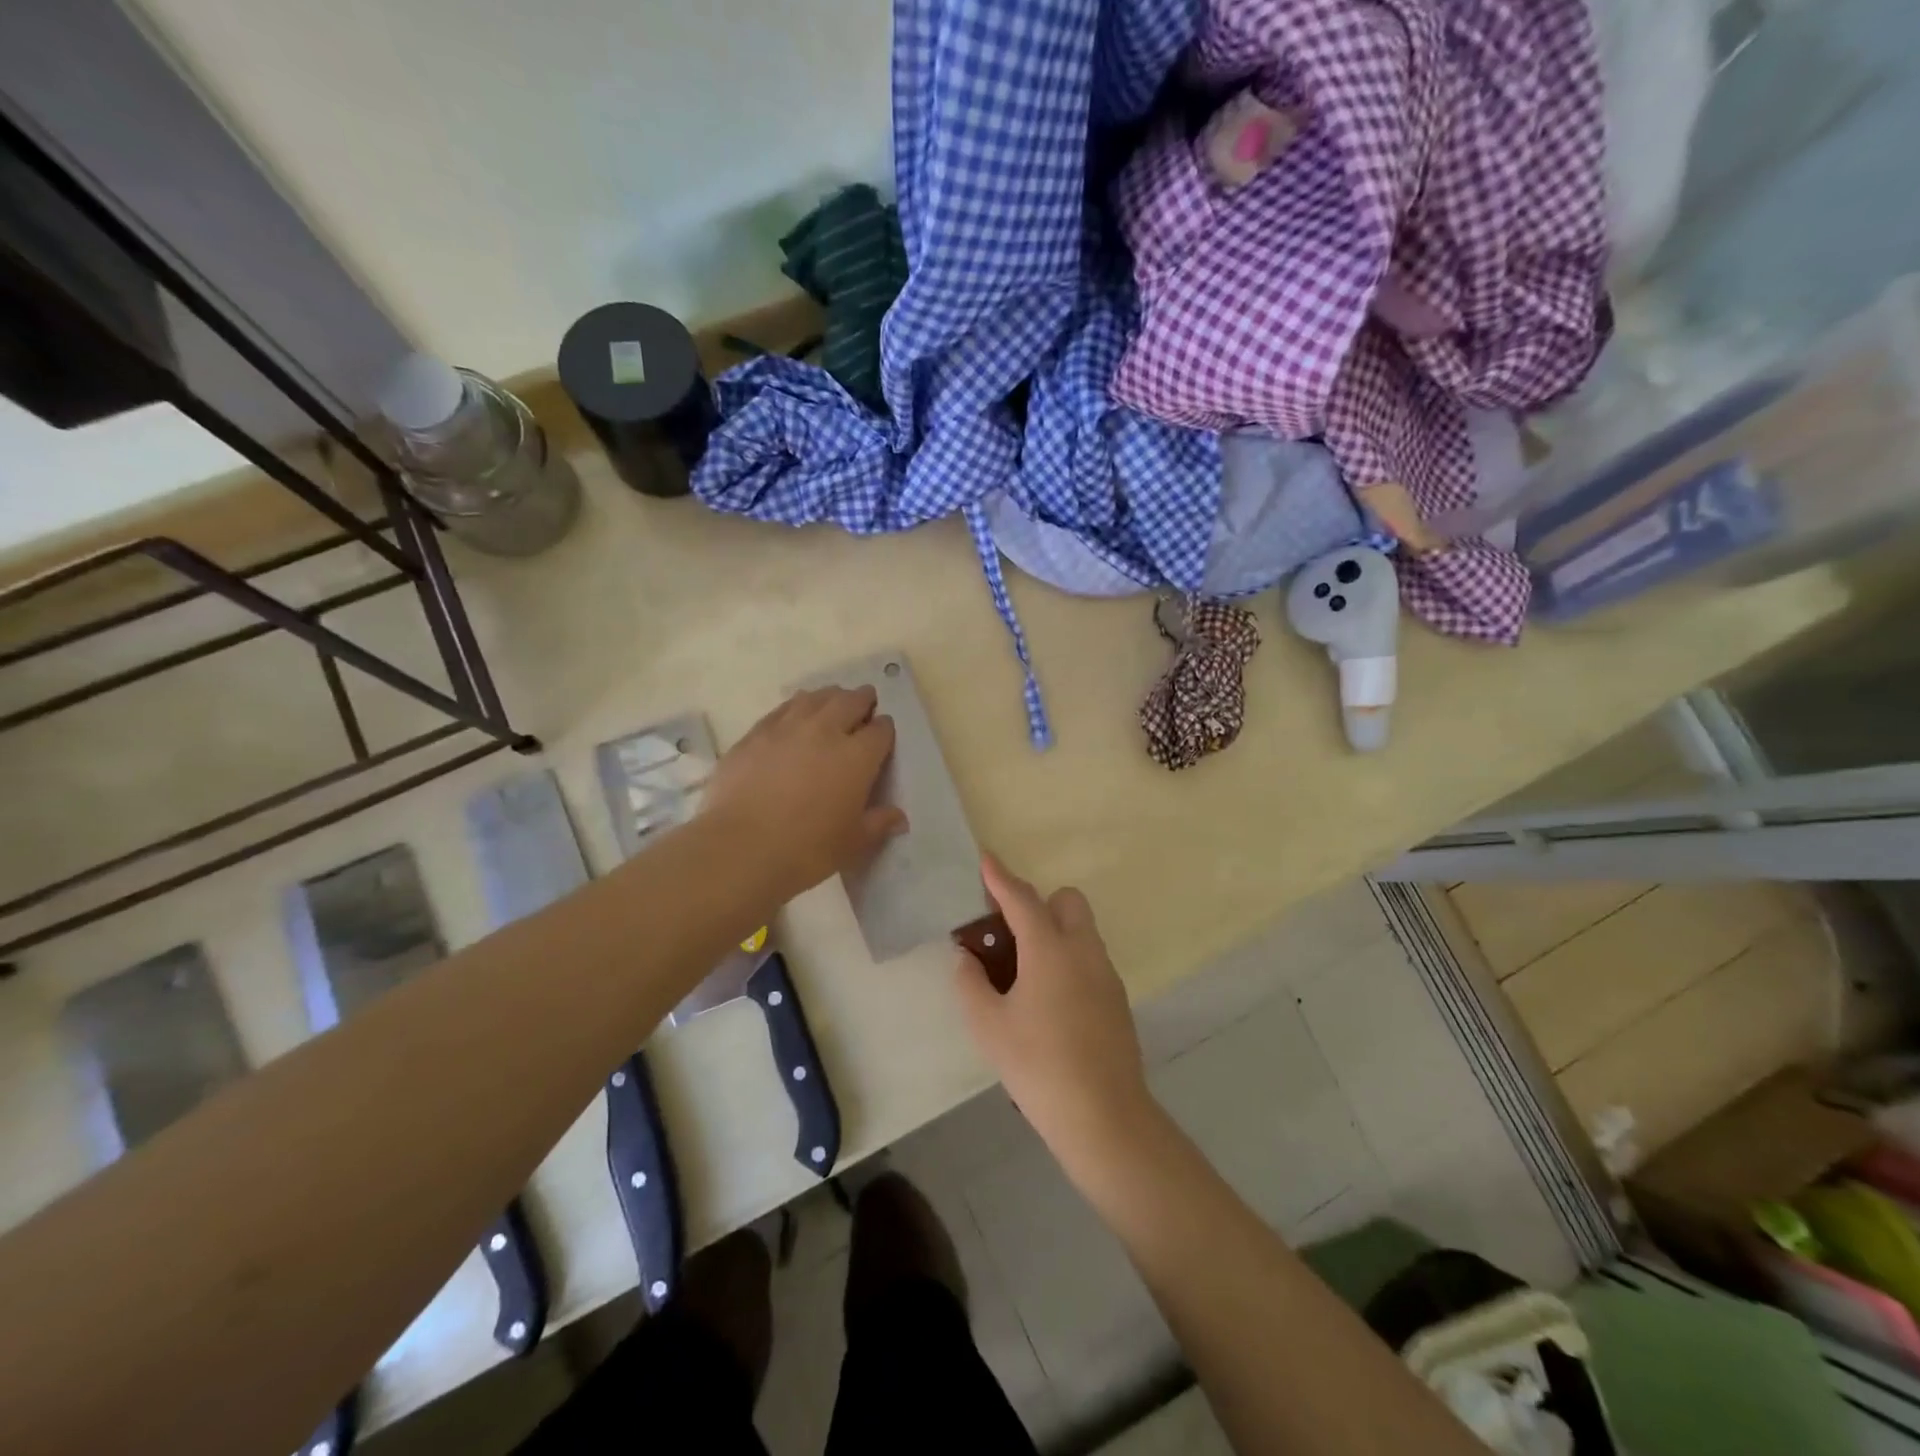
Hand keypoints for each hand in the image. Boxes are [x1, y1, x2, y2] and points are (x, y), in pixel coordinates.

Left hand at [703, 686, 906, 901]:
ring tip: (831, 704)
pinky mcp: (754, 735)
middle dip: (862, 700)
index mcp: (857, 757)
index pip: (880, 730)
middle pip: (849, 701)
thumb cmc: (806, 850)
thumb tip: (899, 818)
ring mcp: (786, 728)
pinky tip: (793, 717)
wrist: (740, 848)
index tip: (883, 734)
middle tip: (865, 703)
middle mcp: (825, 731)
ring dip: (829, 698)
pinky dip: (795, 708)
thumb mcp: (852, 843)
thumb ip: (878, 825)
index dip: (885, 729)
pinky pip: (781, 710)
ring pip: (814, 698)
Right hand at [955, 855, 1152, 1160]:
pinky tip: (1050, 1002)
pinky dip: (1069, 960)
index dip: (1000, 877)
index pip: (1022, 899)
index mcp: (1050, 949)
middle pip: (1066, 901)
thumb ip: (971, 984)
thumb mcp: (989, 1027)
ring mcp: (1106, 974)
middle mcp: (1083, 951)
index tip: (986, 858)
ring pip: (1081, 931)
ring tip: (1025, 974)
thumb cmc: (1038, 1066)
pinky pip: (1089, 959)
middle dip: (1039, 904)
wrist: (1103, 1115)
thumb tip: (966, 959)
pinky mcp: (1117, 998)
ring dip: (1055, 932)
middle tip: (1011, 936)